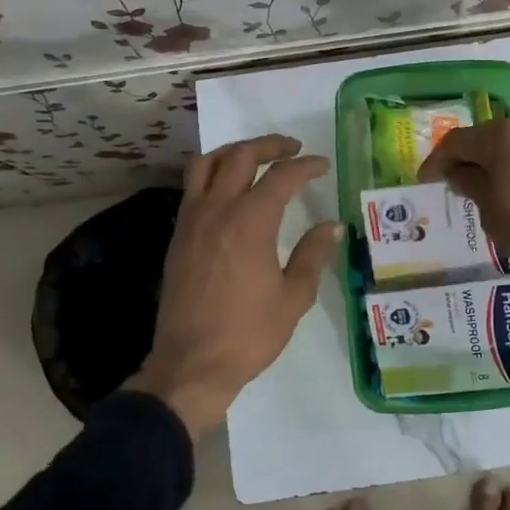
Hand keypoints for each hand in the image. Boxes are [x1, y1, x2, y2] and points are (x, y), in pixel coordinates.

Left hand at [130, 134, 342, 439]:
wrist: (191, 364)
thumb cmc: (248, 334)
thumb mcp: (293, 297)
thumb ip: (313, 255)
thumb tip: (332, 226)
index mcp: (250, 222)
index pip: (281, 176)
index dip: (305, 166)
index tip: (322, 166)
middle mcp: (217, 210)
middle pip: (240, 156)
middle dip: (269, 145)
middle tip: (292, 148)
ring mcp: (191, 220)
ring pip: (207, 164)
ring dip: (234, 152)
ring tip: (255, 158)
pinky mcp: (178, 235)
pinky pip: (192, 187)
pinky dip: (213, 174)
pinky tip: (229, 190)